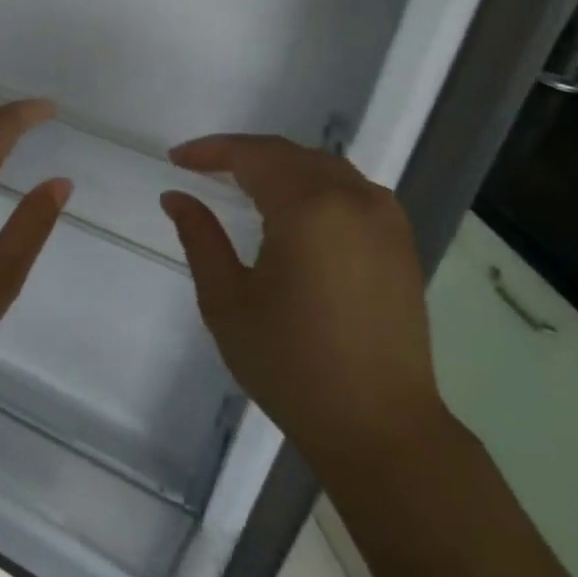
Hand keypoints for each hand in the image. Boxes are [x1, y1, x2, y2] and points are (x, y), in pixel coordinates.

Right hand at [159, 135, 447, 480]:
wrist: (378, 425)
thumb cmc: (291, 364)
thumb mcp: (227, 301)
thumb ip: (200, 238)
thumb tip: (176, 197)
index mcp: (309, 208)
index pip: (254, 156)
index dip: (211, 151)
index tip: (177, 160)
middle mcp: (354, 199)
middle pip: (290, 155)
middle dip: (243, 155)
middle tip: (203, 170)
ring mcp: (386, 219)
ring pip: (324, 168)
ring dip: (281, 167)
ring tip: (243, 185)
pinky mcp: (401, 242)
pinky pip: (351, 190)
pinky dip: (314, 185)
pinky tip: (294, 209)